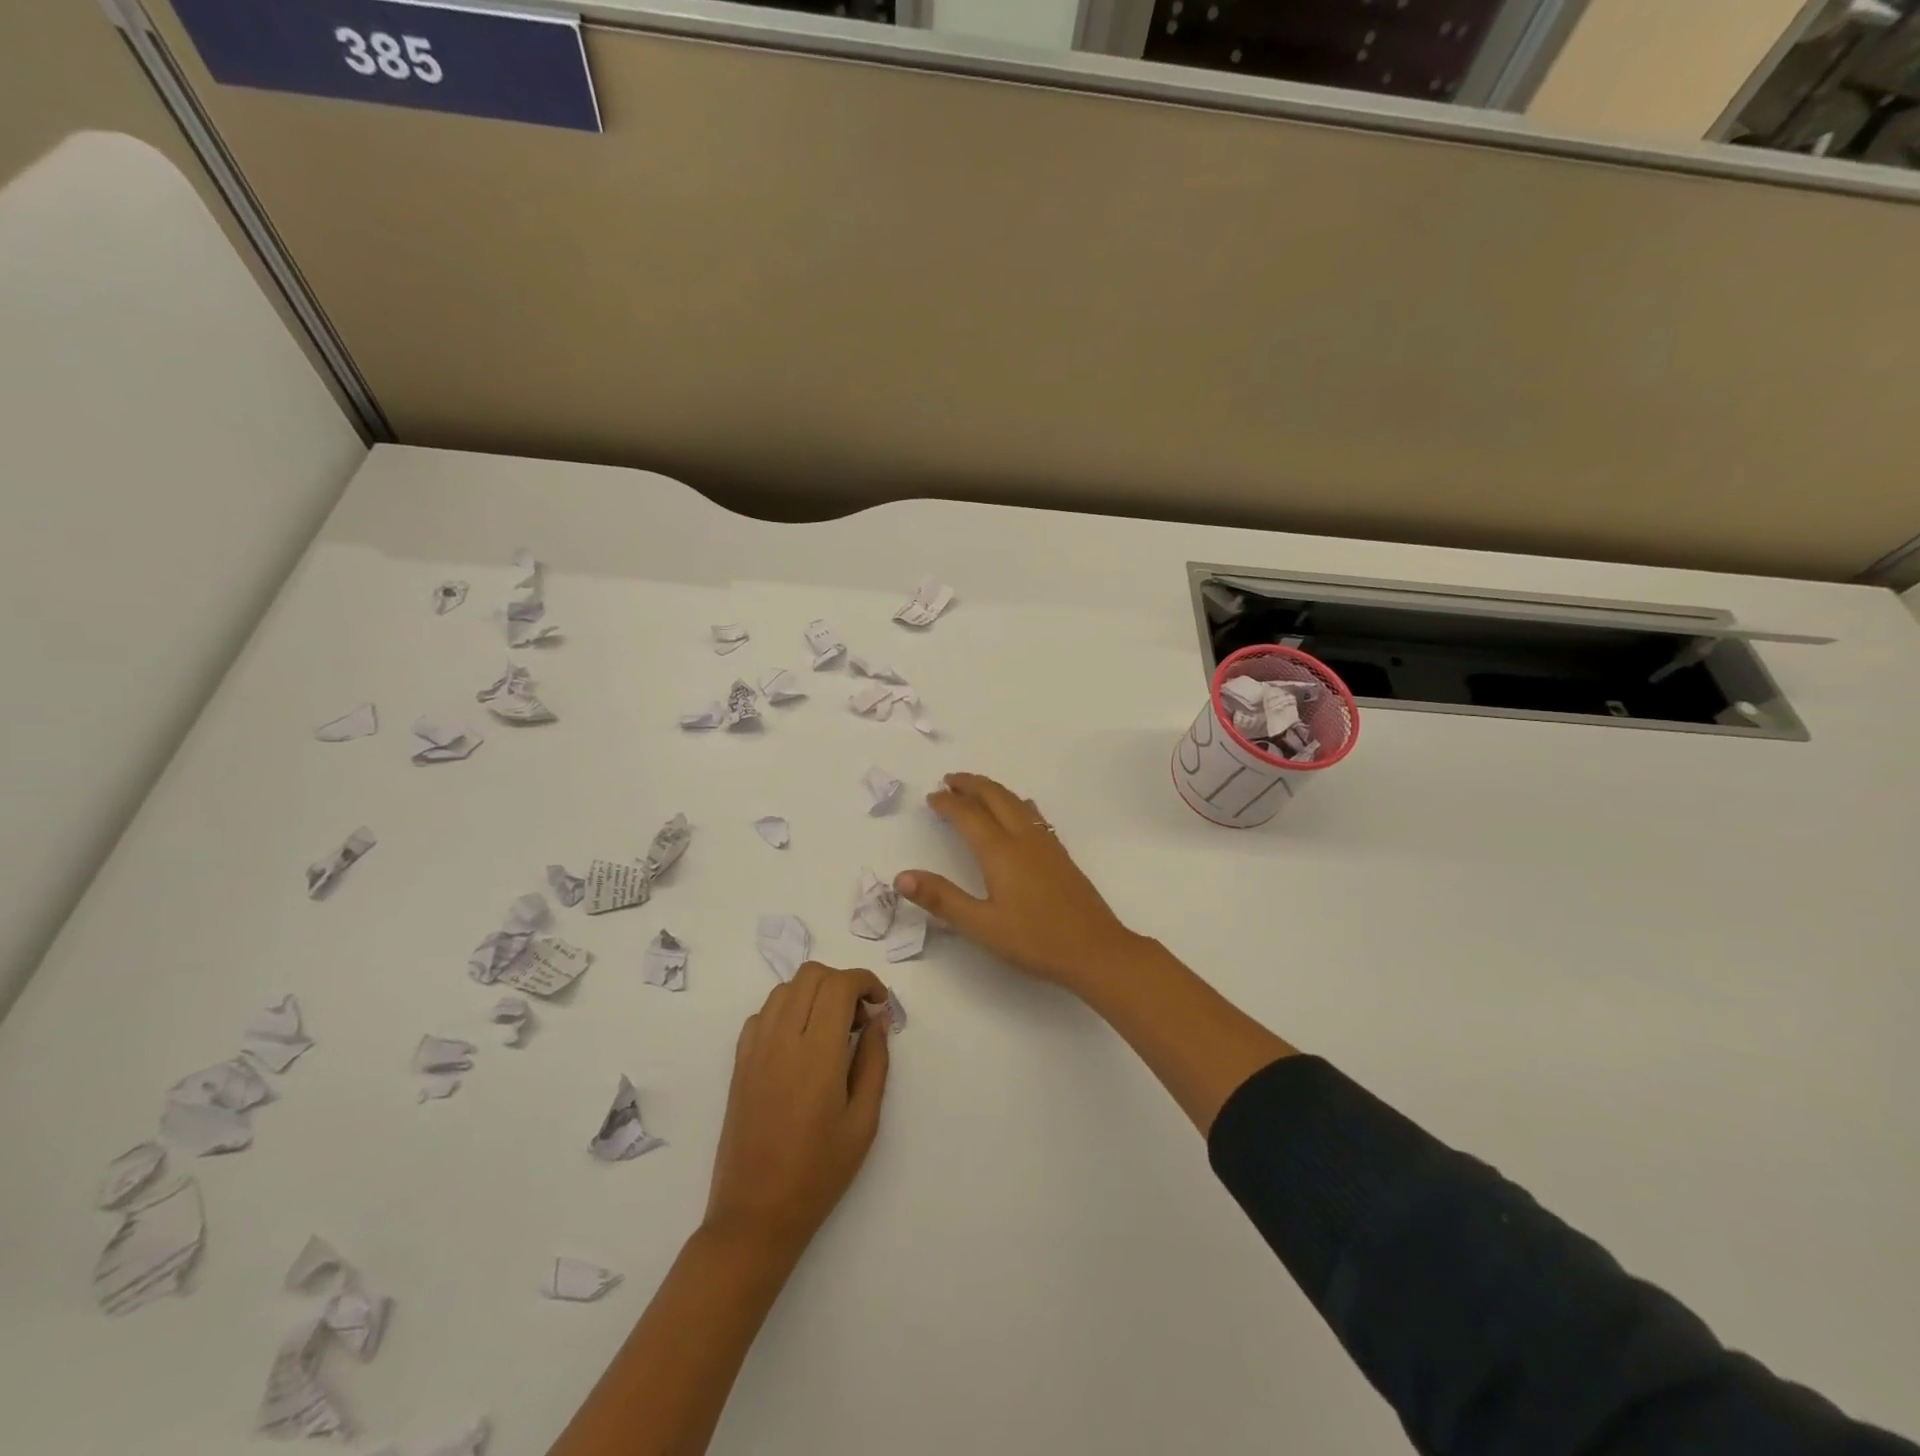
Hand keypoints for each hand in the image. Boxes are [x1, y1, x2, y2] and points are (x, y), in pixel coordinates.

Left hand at [703, 962, 891, 1258]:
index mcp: (817, 1054)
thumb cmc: (818, 1174)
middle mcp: (782, 1040)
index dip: (865, 981)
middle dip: (842, 982)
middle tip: (859, 1017)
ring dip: (814, 993)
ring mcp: (755, 1049)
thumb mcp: (863, 1122)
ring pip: (784, 989)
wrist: (755, 1215)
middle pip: (811, 975)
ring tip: (832, 1028)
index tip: (880, 1004)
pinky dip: (786, 1011)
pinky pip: (762, 1014)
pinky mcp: (738, 1063)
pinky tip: (800, 1042)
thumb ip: (874, 1062)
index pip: (839, 985)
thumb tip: (878, 1019)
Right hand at [895, 772, 1143, 993]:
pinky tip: (1019, 811)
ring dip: (993, 789)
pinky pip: (1032, 814)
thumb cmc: (1034, 940)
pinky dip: (1015, 802)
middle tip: (950, 780)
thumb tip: (901, 877)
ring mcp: (1046, 844)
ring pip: (1016, 801)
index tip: (931, 797)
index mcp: (999, 851)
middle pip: (995, 796)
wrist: (1095, 949)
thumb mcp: (980, 925)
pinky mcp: (1060, 854)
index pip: (968, 815)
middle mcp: (1023, 838)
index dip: (947, 803)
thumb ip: (942, 899)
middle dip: (971, 784)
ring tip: (976, 789)